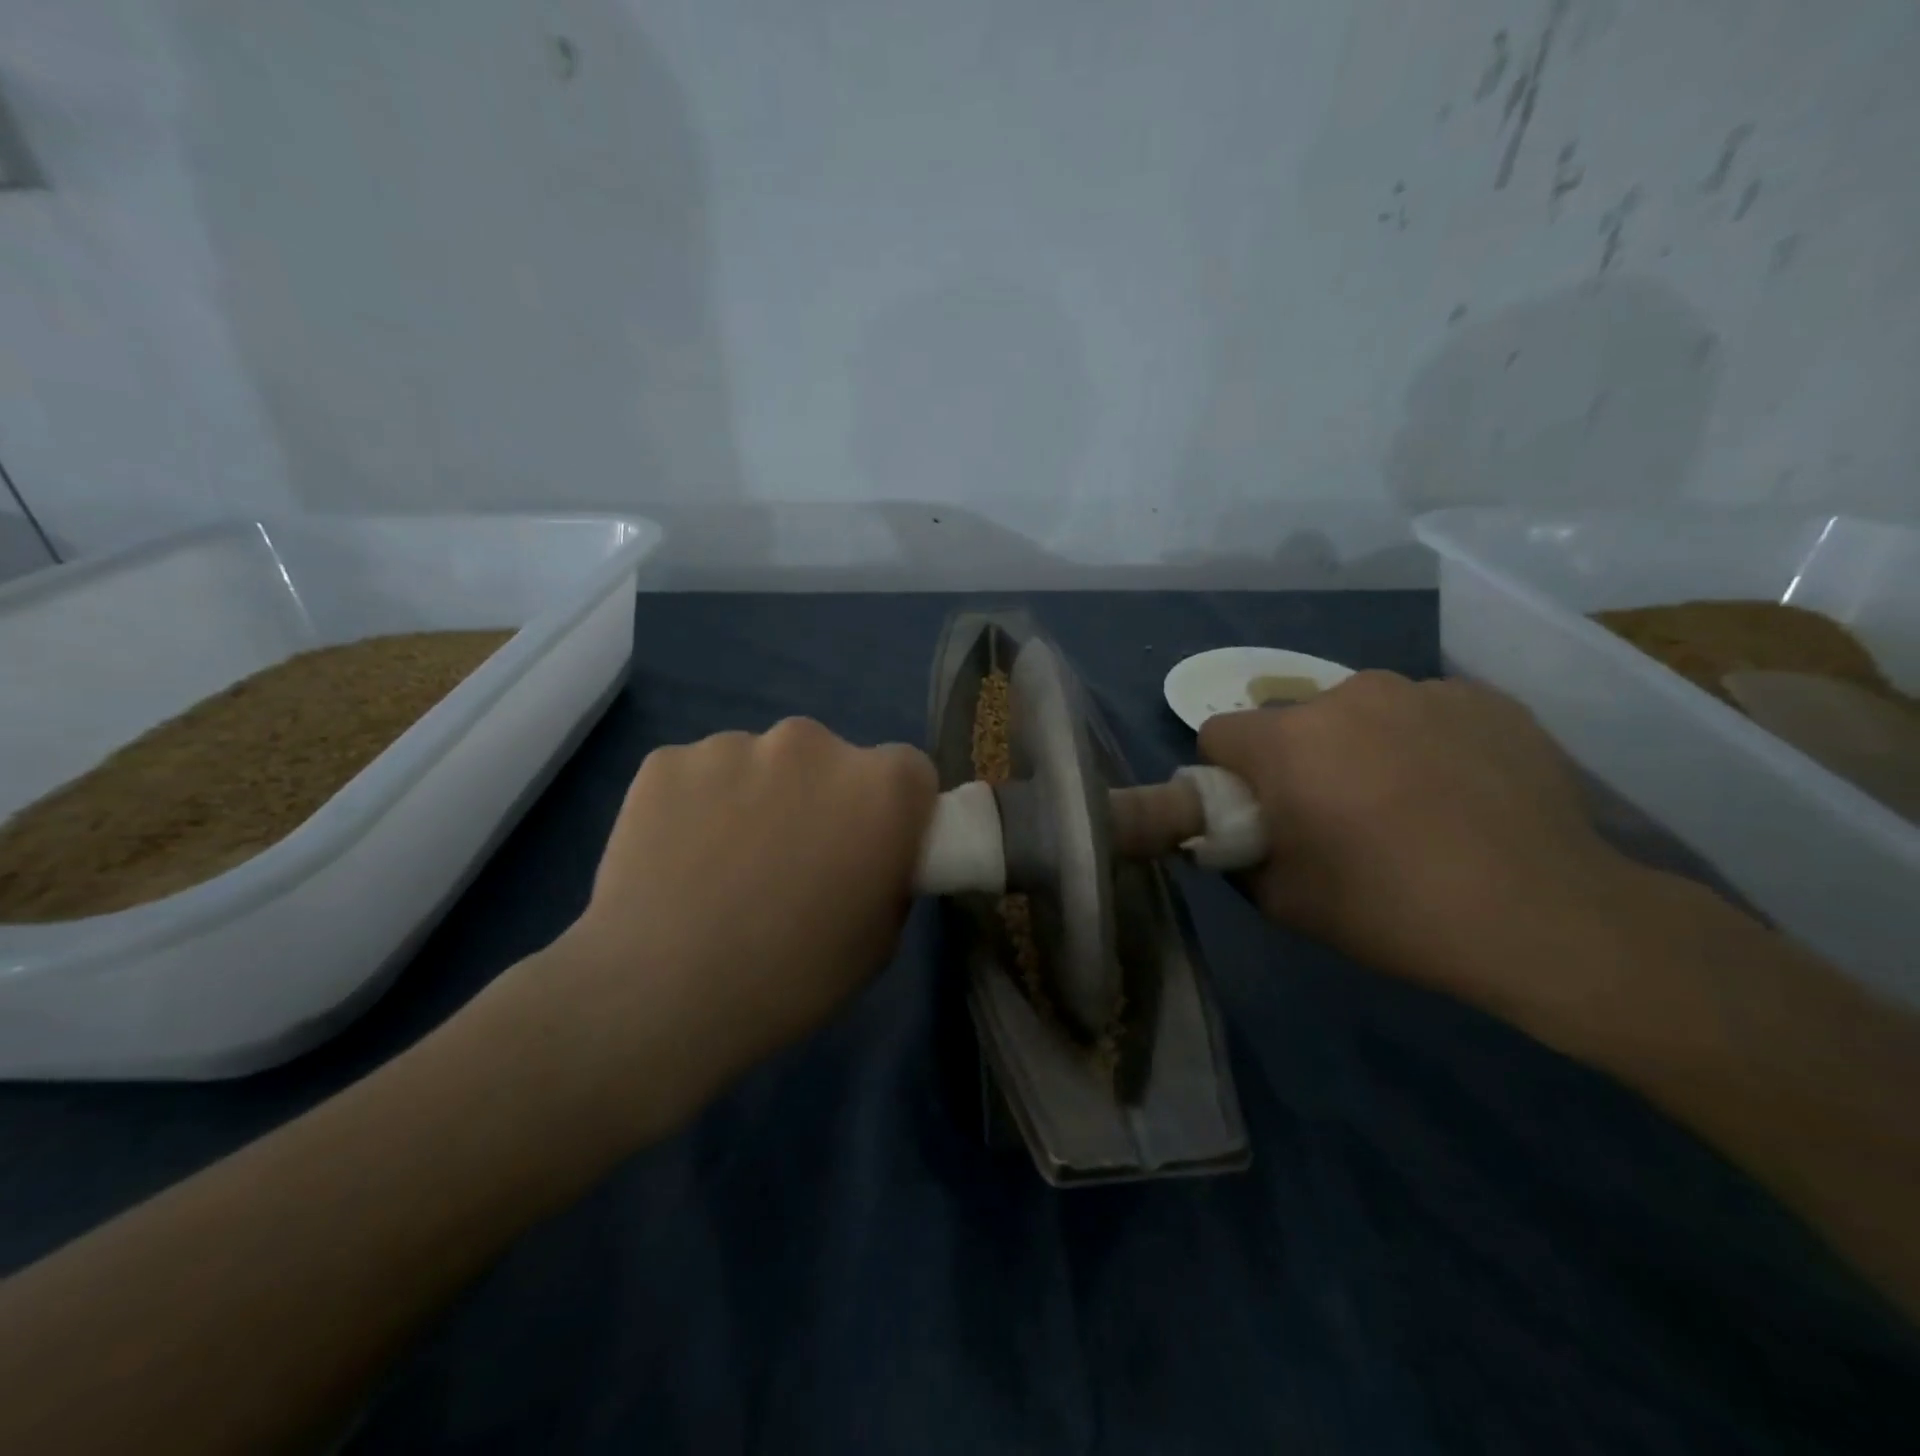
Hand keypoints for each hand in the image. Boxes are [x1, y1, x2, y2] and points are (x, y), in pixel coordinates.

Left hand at [515, 719, 936, 1130]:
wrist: (657, 996)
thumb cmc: (790, 978)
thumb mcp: (878, 940)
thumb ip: (888, 873)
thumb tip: (868, 851)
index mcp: (880, 787)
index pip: (908, 772)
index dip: (893, 809)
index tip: (870, 846)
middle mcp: (813, 744)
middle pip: (831, 761)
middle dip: (820, 798)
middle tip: (791, 861)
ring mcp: (734, 744)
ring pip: (760, 764)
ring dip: (756, 798)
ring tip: (722, 867)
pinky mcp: (667, 760)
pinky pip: (699, 775)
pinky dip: (696, 805)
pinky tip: (676, 859)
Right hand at [1198, 672, 1635, 1023]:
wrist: (1546, 917)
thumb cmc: (1392, 909)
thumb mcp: (1282, 901)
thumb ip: (1239, 855)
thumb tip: (1238, 833)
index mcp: (1288, 739)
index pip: (1220, 733)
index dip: (1229, 775)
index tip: (1262, 813)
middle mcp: (1347, 695)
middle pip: (1293, 722)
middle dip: (1299, 760)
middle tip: (1338, 817)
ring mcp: (1423, 690)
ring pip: (1360, 713)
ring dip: (1362, 746)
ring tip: (1409, 804)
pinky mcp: (1486, 699)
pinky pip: (1425, 713)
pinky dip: (1425, 743)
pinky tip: (1461, 793)